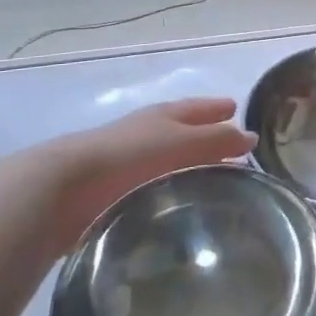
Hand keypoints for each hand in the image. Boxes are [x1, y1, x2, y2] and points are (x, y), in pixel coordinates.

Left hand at [22, 97, 255, 250]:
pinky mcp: (113, 196)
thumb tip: (251, 137)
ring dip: (188, 169)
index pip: (196, 108)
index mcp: (162, 116)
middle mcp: (145, 135)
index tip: (236, 108)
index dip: (216, 108)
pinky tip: (179, 207)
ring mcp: (126, 166)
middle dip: (206, 138)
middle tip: (232, 152)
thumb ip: (216, 141)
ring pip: (167, 163)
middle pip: (182, 133)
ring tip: (212, 184)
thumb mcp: (181, 143)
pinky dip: (169, 192)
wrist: (64, 189)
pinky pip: (152, 190)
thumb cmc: (129, 157)